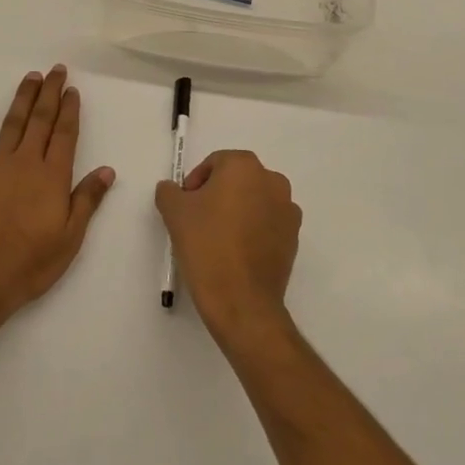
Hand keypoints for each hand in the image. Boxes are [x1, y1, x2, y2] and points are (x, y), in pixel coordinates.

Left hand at [0, 66, 115, 324]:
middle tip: (56, 70)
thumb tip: (107, 170)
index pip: (65, 134)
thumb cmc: (31, 263)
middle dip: (50, 93)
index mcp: (52, 176)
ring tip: (31, 77)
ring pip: (12, 123)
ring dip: (23, 98)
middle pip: (41, 120)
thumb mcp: (70, 238)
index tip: (72, 89)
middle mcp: (26, 162)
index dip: (69, 110)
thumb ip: (87, 200)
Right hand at [155, 150, 300, 349]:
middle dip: (217, 194)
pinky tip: (236, 253)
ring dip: (237, 211)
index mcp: (244, 166)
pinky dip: (253, 230)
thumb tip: (173, 189)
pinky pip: (268, 223)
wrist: (242, 301)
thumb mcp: (174, 212)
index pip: (214, 163)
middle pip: (237, 179)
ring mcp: (288, 209)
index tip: (185, 206)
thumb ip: (169, 191)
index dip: (195, 182)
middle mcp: (272, 180)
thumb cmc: (207, 246)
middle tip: (198, 220)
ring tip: (217, 238)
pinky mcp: (294, 237)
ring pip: (254, 201)